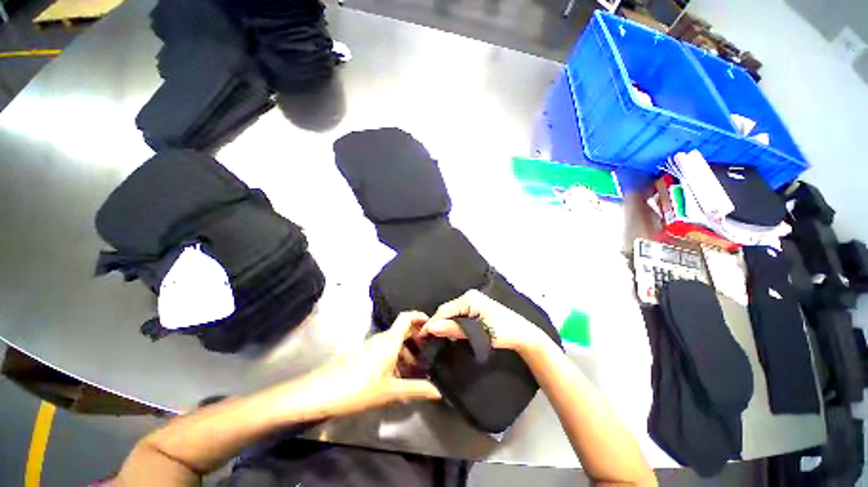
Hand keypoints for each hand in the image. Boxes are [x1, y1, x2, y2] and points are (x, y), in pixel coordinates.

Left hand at [292, 312, 440, 418]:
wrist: (322, 393)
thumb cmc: (359, 388)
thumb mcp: (391, 391)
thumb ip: (416, 390)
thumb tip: (438, 392)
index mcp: (390, 340)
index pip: (407, 317)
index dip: (420, 316)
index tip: (431, 325)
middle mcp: (381, 338)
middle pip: (402, 330)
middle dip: (416, 338)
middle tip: (428, 351)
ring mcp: (371, 345)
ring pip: (394, 341)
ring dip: (406, 351)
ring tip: (415, 368)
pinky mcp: (364, 353)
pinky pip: (384, 349)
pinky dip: (394, 357)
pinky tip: (396, 376)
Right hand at [420, 289, 547, 353]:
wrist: (523, 335)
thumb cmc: (503, 332)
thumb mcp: (478, 332)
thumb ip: (454, 329)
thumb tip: (431, 328)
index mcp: (469, 298)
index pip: (445, 310)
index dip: (432, 323)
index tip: (421, 337)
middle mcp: (469, 296)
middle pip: (447, 310)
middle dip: (437, 324)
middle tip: (425, 339)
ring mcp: (472, 301)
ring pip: (452, 313)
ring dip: (444, 325)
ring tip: (433, 338)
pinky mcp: (475, 308)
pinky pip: (458, 315)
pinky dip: (452, 324)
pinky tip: (448, 333)